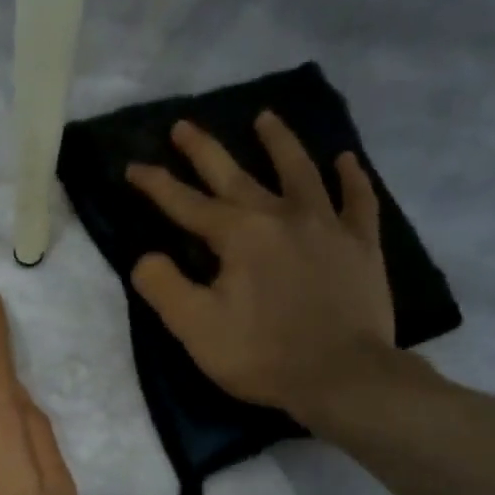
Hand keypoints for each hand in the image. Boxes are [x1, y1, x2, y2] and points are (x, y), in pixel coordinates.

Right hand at [128, 113, 403, 435]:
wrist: (343, 377)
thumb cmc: (262, 354)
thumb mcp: (195, 328)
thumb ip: (163, 287)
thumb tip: (146, 257)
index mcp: (238, 235)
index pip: (186, 203)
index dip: (156, 184)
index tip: (133, 166)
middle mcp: (281, 216)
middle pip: (237, 174)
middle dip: (204, 150)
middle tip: (184, 125)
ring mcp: (327, 226)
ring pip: (301, 171)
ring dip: (280, 142)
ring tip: (266, 118)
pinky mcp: (362, 245)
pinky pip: (358, 201)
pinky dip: (352, 178)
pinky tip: (346, 160)